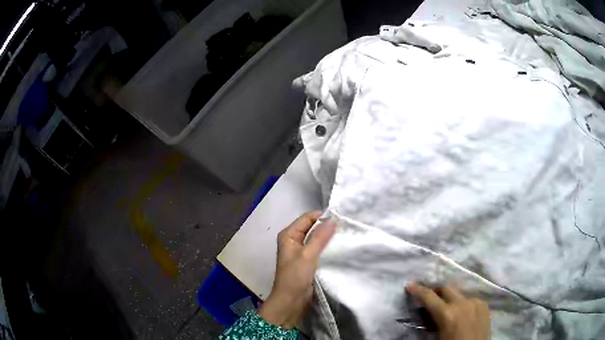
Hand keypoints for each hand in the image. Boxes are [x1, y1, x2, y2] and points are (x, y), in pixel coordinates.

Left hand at [259, 211, 335, 328]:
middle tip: (345, 225)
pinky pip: (319, 247)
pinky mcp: (307, 259)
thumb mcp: (308, 255)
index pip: (307, 218)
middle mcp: (293, 239)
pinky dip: (327, 245)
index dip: (322, 216)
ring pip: (317, 237)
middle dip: (327, 225)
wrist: (291, 300)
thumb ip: (320, 237)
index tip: (341, 218)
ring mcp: (300, 249)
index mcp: (289, 234)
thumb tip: (333, 219)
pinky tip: (339, 245)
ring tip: (345, 234)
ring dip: (328, 236)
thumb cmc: (295, 276)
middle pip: (312, 226)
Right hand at [406, 284, 489, 339]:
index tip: (410, 285)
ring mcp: (476, 302)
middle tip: (429, 297)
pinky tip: (462, 314)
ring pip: (459, 294)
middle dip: (436, 291)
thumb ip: (431, 323)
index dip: (418, 290)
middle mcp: (463, 303)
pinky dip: (462, 304)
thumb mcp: (436, 337)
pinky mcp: (484, 305)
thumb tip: (427, 314)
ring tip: (447, 310)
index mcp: (448, 314)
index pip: (429, 297)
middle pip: (446, 288)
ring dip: (450, 299)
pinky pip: (470, 300)